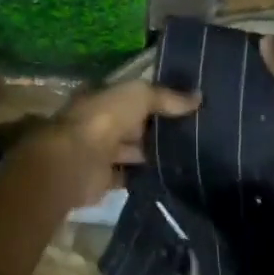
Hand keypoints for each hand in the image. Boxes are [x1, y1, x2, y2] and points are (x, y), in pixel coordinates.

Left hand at [38, 80, 201, 204]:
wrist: (75, 162)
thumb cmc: (104, 119)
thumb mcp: (138, 96)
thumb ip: (166, 97)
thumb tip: (198, 98)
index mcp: (103, 97)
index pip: (134, 95)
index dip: (159, 97)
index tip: (189, 104)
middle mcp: (100, 122)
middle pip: (135, 123)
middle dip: (159, 127)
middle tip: (197, 132)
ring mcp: (101, 151)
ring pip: (134, 150)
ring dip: (155, 153)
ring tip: (193, 156)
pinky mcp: (104, 179)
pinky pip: (131, 176)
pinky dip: (147, 177)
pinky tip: (173, 177)